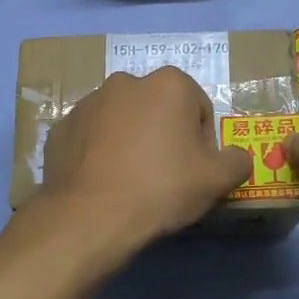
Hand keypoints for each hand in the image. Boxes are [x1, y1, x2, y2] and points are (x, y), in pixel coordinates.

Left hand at [37, 67, 253, 246]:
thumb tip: (236, 157)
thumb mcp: (217, 180)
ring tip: (130, 182)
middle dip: (163, 136)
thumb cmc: (162, 188)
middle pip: (158, 110)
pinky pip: (90, 138)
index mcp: (169, 84)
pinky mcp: (61, 128)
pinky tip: (103, 184)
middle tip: (164, 177)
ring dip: (130, 142)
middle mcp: (126, 82)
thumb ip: (237, 161)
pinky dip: (99, 154)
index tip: (194, 171)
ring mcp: (88, 103)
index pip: (199, 108)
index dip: (202, 142)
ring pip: (122, 121)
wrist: (91, 216)